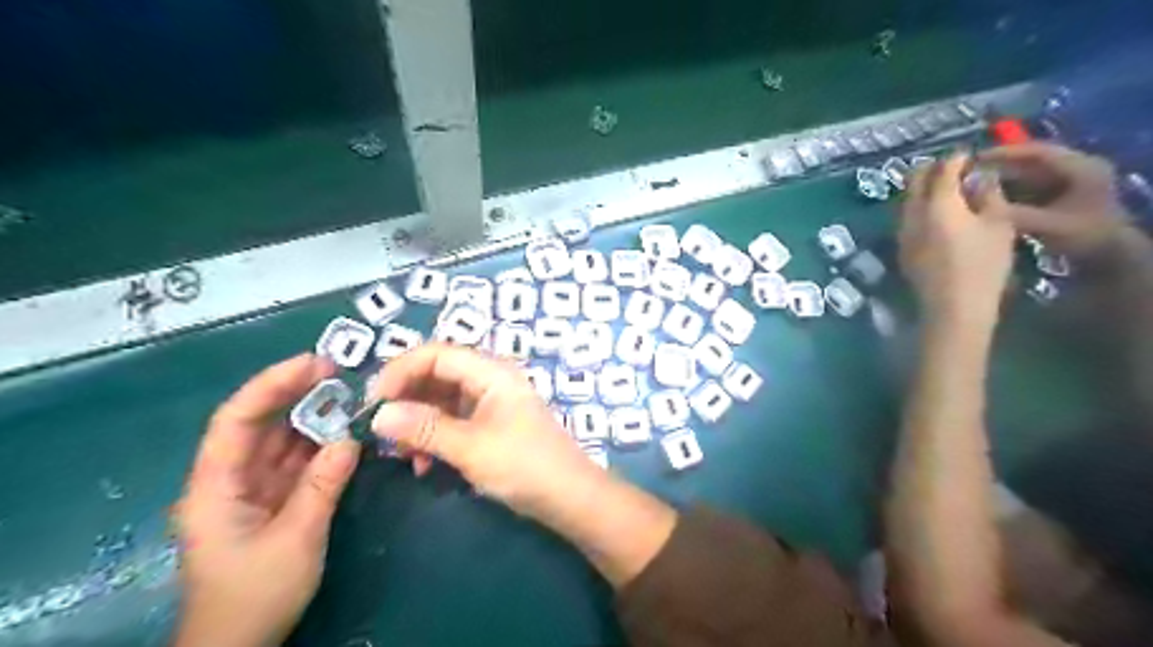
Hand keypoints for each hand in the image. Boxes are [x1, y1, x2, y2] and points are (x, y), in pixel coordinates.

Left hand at [173, 353, 356, 645]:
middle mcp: (230, 478)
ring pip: (281, 441)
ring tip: (350, 397)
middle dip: (297, 394)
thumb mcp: (296, 539)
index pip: (237, 420)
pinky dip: (321, 447)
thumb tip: (350, 439)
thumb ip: (323, 485)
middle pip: (260, 423)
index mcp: (216, 485)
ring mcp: (252, 489)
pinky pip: (296, 462)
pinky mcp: (272, 500)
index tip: (314, 363)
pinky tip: (346, 434)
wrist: (238, 643)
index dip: (272, 385)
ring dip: (314, 419)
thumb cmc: (255, 594)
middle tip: (341, 373)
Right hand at [372, 345, 606, 524]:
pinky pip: (453, 421)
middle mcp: (490, 380)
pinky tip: (424, 464)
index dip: (400, 370)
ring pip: (442, 400)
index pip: (436, 354)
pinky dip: (434, 437)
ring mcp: (491, 403)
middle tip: (380, 429)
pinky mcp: (491, 426)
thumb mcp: (472, 448)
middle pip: (437, 375)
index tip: (373, 401)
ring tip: (402, 454)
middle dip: (407, 399)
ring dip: (418, 423)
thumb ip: (426, 429)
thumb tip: (378, 415)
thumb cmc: (525, 466)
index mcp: (491, 373)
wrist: (570, 497)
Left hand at [899, 150, 1014, 328]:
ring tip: (945, 190)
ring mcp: (902, 233)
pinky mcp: (901, 249)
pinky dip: (919, 209)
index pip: (942, 170)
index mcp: (938, 203)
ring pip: (907, 201)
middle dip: (931, 170)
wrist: (953, 307)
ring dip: (923, 190)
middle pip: (914, 182)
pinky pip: (907, 218)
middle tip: (952, 168)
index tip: (967, 155)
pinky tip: (935, 215)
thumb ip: (989, 195)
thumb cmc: (983, 265)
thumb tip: (980, 177)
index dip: (955, 159)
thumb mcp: (999, 225)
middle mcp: (912, 214)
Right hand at [975, 142, 1132, 256]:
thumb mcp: (1048, 225)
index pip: (1038, 152)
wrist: (1110, 257)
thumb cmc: (1085, 237)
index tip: (974, 159)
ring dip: (1002, 180)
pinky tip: (987, 199)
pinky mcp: (1060, 196)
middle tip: (967, 173)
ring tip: (972, 185)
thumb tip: (974, 204)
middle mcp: (1076, 169)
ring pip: (1028, 175)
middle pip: (1031, 162)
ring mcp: (1069, 183)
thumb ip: (1012, 213)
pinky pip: (1029, 188)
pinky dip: (1008, 191)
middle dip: (999, 167)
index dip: (1005, 154)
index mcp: (1081, 168)